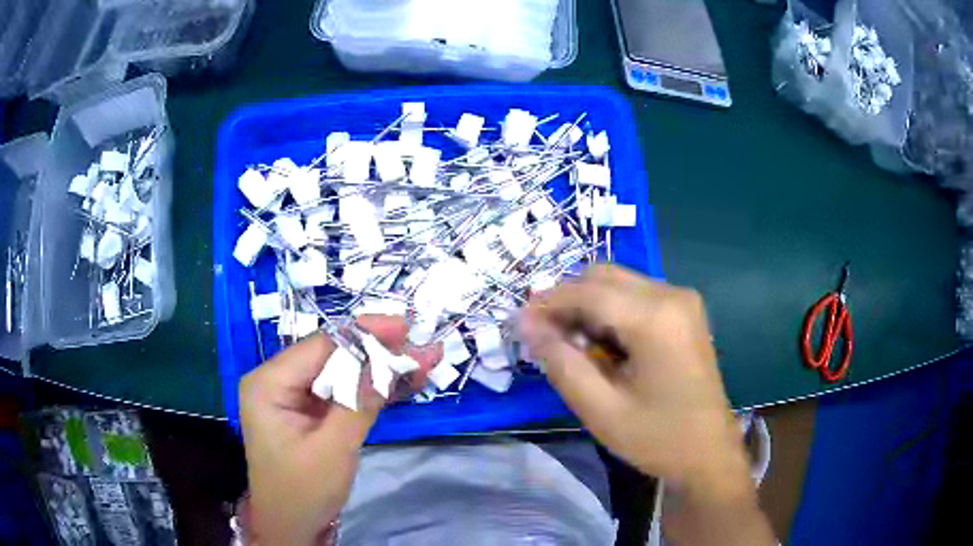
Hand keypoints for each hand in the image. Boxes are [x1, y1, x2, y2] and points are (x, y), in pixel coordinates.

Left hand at [239, 315, 441, 545]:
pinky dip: (370, 390)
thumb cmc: (302, 491)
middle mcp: (278, 381)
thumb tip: (390, 362)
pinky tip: (401, 383)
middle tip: (418, 347)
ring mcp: (293, 397)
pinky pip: (341, 393)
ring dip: (379, 370)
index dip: (363, 333)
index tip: (403, 327)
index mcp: (269, 383)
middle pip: (331, 356)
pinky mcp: (308, 412)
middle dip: (376, 352)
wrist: (292, 527)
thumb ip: (359, 403)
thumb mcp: (333, 449)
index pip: (319, 346)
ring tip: (419, 363)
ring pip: (340, 373)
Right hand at [521, 266, 774, 543]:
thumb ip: (560, 362)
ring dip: (589, 307)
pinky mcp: (685, 312)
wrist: (709, 454)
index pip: (589, 291)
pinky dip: (611, 313)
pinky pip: (637, 296)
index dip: (548, 303)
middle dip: (568, 301)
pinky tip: (605, 347)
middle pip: (604, 277)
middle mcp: (673, 294)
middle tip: (546, 339)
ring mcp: (683, 300)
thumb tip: (526, 323)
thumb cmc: (657, 438)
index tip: (517, 323)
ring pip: (619, 284)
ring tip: (574, 348)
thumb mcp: (600, 409)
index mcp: (656, 317)